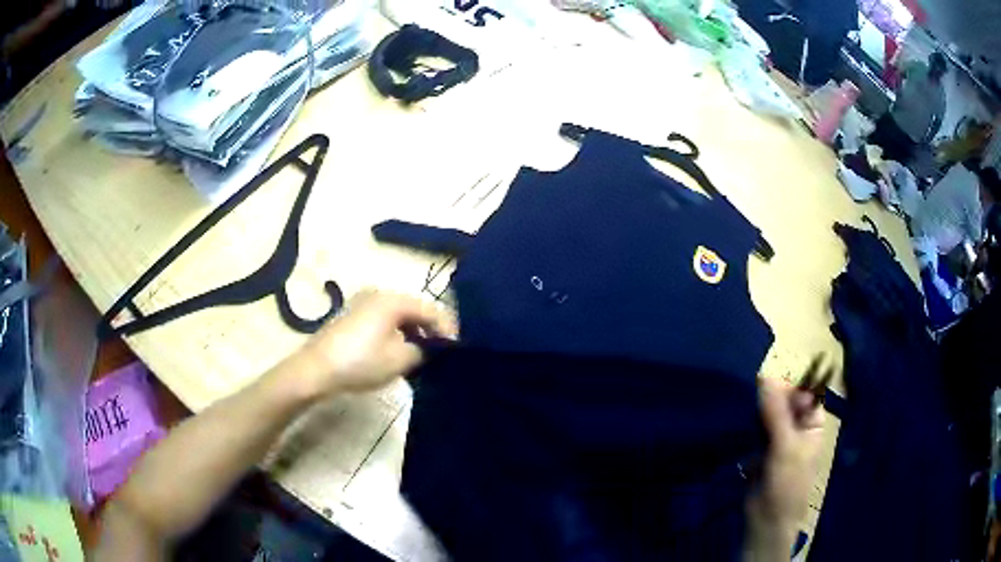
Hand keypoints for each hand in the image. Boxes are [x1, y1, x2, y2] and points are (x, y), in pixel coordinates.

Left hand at [297, 289, 456, 397]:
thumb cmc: (361, 362)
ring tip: (422, 356)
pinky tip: (398, 352)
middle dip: (430, 331)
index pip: (431, 310)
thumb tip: (429, 348)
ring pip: (399, 316)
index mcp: (393, 299)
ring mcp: (363, 303)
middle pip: (415, 310)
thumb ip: (424, 351)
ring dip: (413, 334)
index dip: (448, 329)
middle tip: (442, 353)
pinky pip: (384, 321)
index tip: (459, 349)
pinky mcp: (352, 316)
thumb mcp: (400, 359)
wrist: (316, 370)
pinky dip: (396, 334)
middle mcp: (379, 294)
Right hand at [744, 377, 825, 560]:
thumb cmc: (787, 483)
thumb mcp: (785, 446)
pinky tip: (736, 422)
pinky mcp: (760, 449)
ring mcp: (779, 438)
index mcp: (812, 423)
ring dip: (755, 411)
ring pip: (767, 415)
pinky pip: (755, 429)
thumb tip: (765, 376)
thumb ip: (775, 413)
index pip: (802, 393)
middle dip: (767, 397)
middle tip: (748, 394)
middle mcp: (797, 426)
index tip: (763, 382)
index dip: (786, 385)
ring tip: (740, 407)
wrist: (767, 519)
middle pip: (783, 402)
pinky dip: (747, 425)